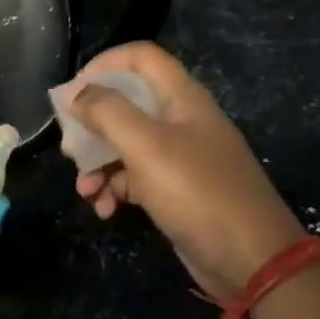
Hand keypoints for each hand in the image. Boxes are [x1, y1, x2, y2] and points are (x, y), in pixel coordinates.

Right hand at [58, 42, 305, 300]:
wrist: (250, 260)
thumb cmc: (198, 193)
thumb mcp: (147, 148)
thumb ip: (108, 113)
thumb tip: (74, 93)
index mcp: (181, 99)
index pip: (140, 58)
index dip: (104, 65)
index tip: (73, 92)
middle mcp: (180, 121)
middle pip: (125, 104)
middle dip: (91, 126)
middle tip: (69, 150)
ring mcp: (178, 158)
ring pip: (124, 146)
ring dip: (98, 165)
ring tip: (85, 191)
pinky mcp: (173, 191)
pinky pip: (133, 179)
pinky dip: (114, 190)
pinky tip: (104, 210)